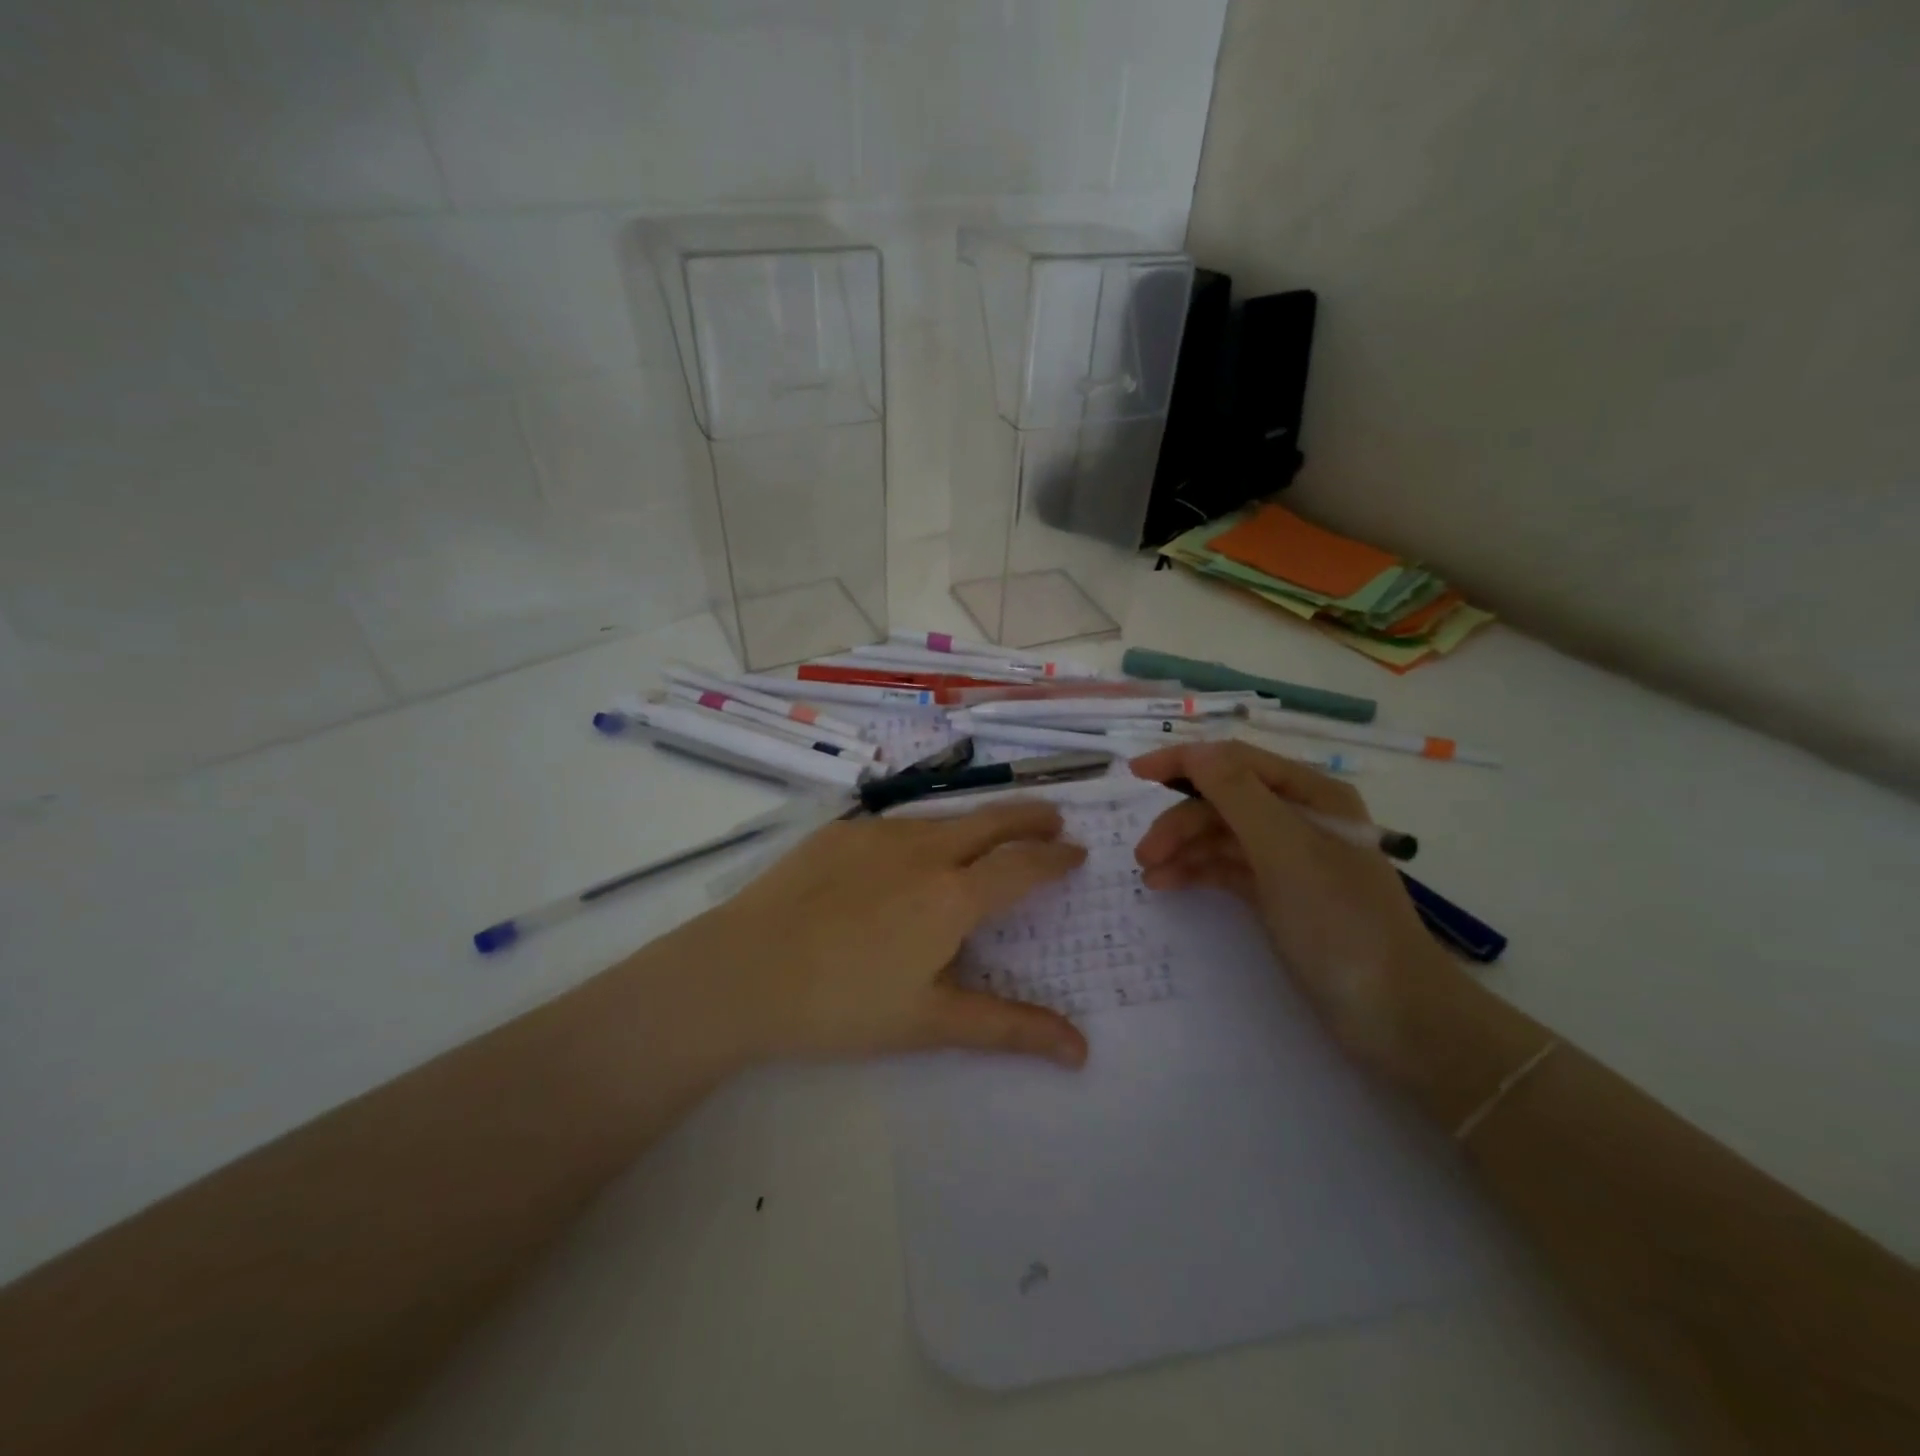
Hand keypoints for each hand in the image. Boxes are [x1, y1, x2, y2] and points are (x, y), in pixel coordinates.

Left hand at [686, 800, 1089, 1069]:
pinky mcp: (839, 832)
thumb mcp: (931, 1023)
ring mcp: (877, 834)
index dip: (1056, 857)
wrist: (742, 972)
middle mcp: (924, 850)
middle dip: (1031, 815)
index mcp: (954, 895)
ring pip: (944, 818)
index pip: (1024, 864)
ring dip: (978, 822)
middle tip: (1054, 817)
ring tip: (991, 833)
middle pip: (992, 820)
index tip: (1077, 852)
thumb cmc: (843, 1005)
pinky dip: (926, 831)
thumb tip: (1082, 1052)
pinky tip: (912, 853)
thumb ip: (1009, 1029)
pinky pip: (898, 825)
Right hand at [1129, 741, 1452, 1070]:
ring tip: (1149, 877)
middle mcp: (1298, 818)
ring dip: (1183, 848)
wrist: (1393, 1014)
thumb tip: (1194, 750)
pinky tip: (1168, 885)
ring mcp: (1288, 858)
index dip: (1183, 761)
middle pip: (1223, 801)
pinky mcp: (1278, 894)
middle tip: (1143, 854)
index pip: (1235, 761)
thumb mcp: (1285, 849)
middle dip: (1180, 820)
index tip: (1134, 774)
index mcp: (1310, 794)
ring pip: (1221, 836)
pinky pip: (1227, 868)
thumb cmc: (1340, 921)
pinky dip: (1197, 872)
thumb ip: (1237, 794)